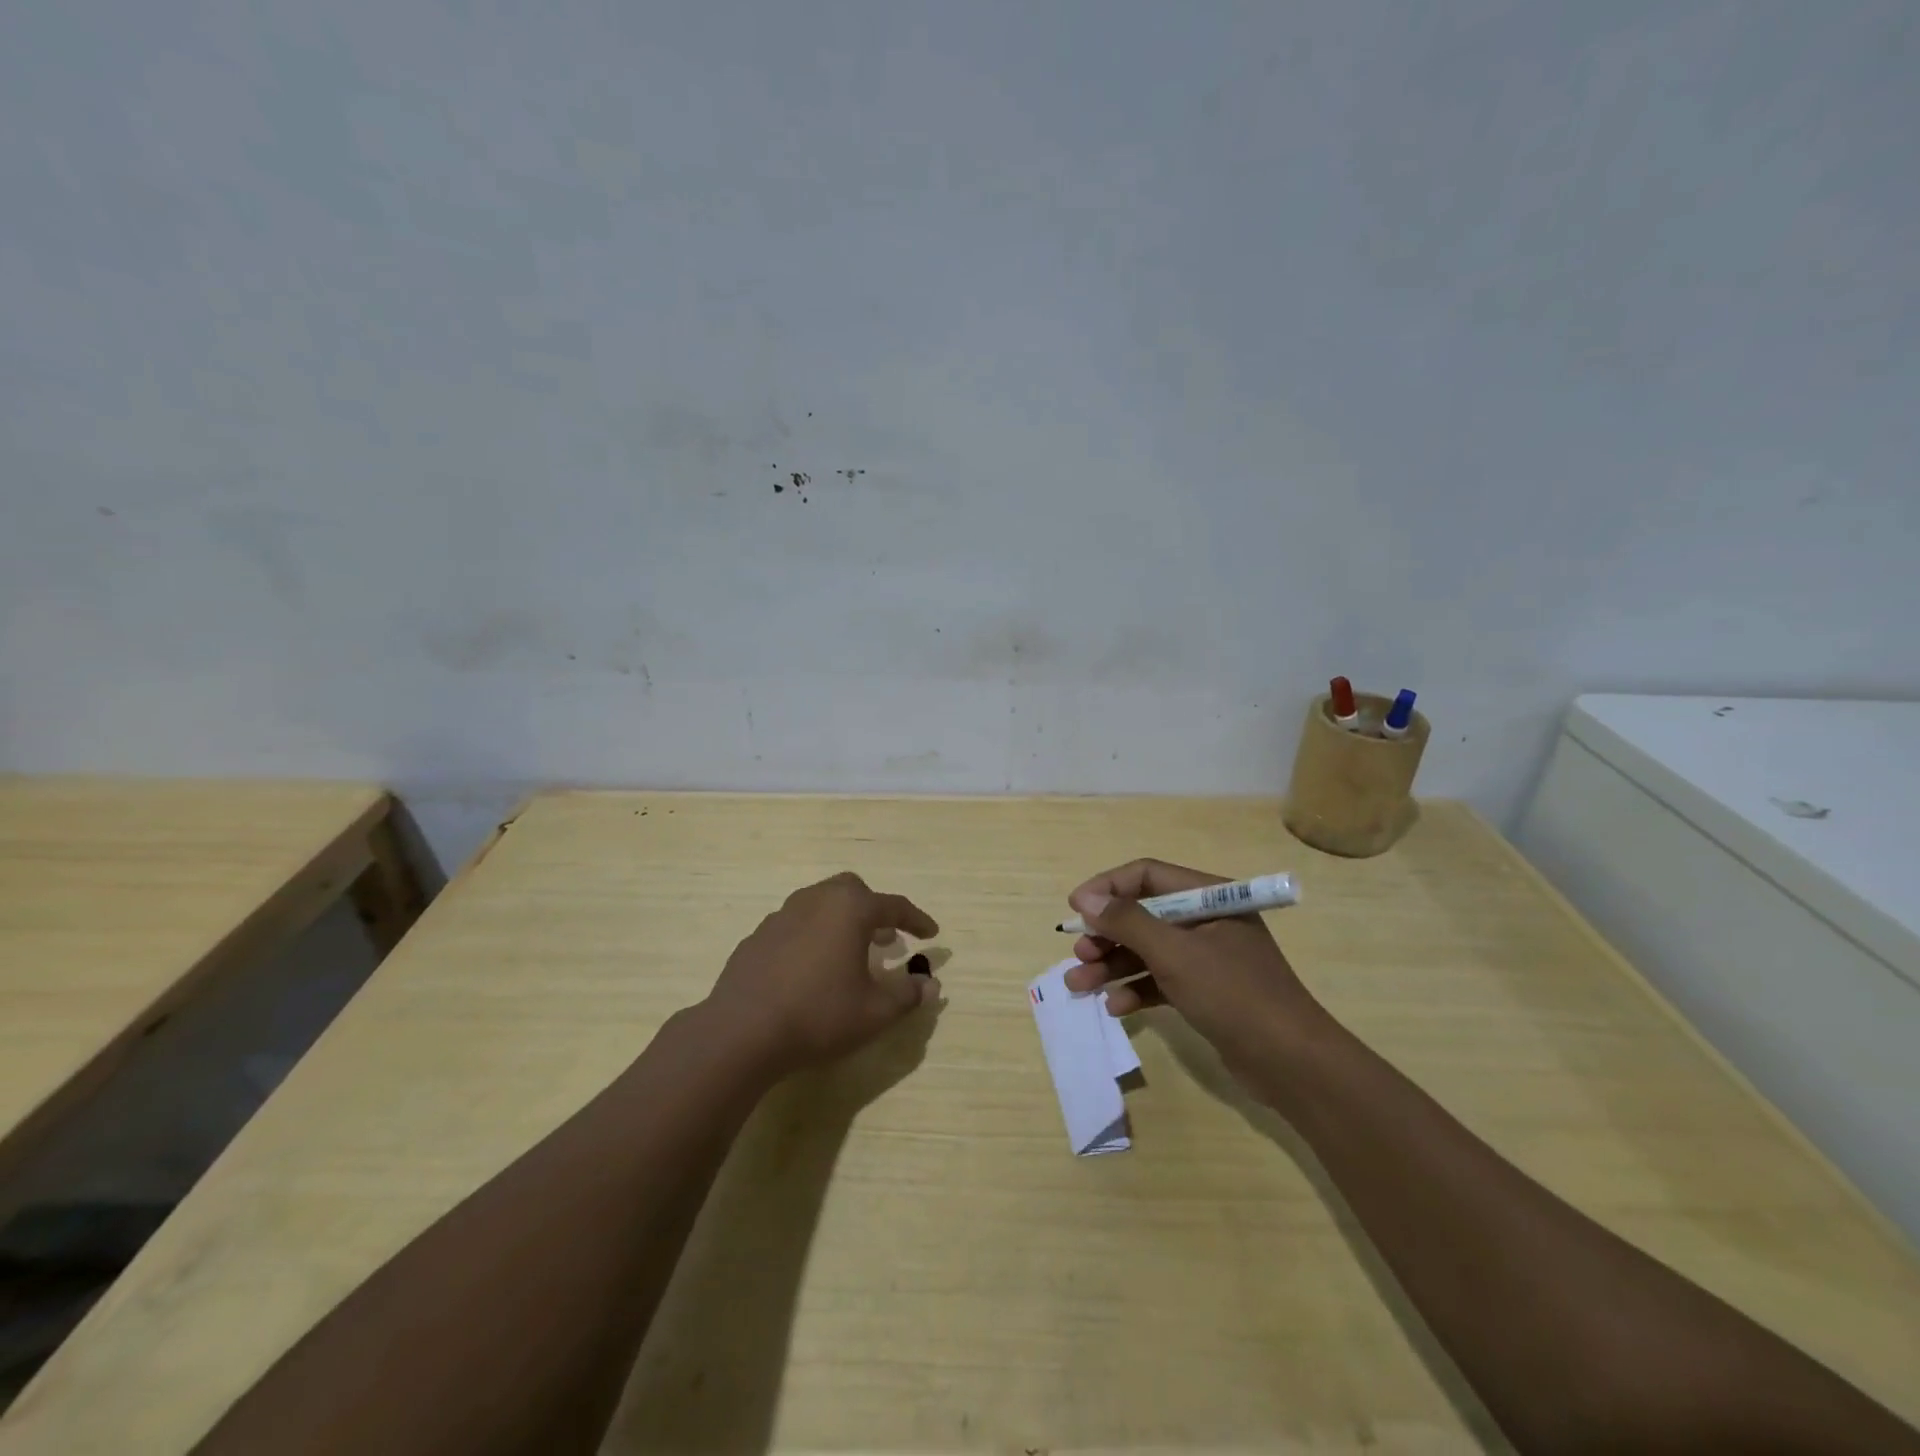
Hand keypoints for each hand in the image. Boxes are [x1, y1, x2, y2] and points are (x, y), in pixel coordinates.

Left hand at [706, 872, 939, 1076]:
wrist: (741, 1032)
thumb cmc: (818, 1015)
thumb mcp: (875, 1012)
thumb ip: (908, 995)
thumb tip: (930, 984)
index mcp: (849, 909)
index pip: (894, 905)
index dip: (916, 920)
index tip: (931, 934)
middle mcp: (816, 900)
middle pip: (852, 890)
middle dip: (874, 909)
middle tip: (885, 938)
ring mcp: (781, 916)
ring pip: (820, 903)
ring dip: (841, 921)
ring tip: (850, 952)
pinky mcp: (757, 937)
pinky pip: (795, 925)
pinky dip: (812, 936)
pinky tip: (810, 968)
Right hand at [1061, 859, 1324, 1083]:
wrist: (1292, 1064)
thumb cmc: (1234, 995)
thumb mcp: (1175, 954)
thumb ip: (1127, 922)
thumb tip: (1086, 899)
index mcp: (1209, 897)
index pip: (1147, 876)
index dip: (1107, 888)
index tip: (1075, 909)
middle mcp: (1206, 920)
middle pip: (1143, 915)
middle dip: (1106, 934)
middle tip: (1077, 954)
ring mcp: (1206, 957)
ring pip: (1147, 950)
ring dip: (1112, 965)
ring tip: (1078, 985)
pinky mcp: (1204, 991)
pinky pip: (1160, 980)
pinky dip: (1136, 989)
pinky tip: (1116, 1007)